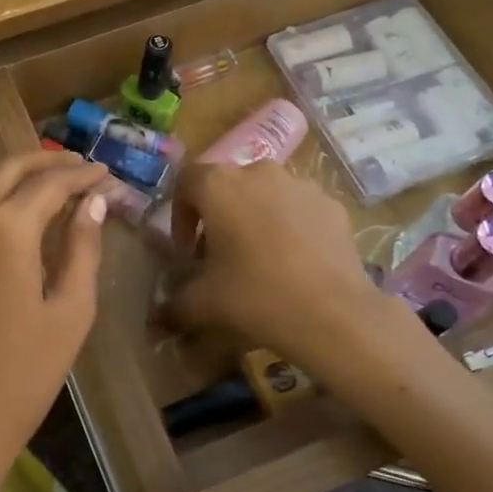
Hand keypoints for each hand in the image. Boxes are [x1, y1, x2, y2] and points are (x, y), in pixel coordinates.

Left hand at [0, 151, 110, 491]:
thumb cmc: (23, 374)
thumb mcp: (71, 312)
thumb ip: (83, 248)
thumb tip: (93, 202)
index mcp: (10, 228)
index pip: (52, 183)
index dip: (83, 175)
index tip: (107, 175)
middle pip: (11, 168)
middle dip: (49, 162)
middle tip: (80, 168)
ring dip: (9, 169)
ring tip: (39, 177)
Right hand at [165, 160, 428, 389]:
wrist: (333, 315)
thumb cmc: (255, 296)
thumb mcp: (202, 304)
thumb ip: (173, 305)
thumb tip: (158, 319)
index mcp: (218, 185)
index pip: (186, 181)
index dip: (180, 214)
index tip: (187, 251)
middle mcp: (258, 172)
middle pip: (227, 186)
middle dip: (219, 217)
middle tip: (220, 256)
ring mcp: (300, 185)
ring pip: (266, 195)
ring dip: (255, 218)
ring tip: (260, 260)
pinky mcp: (332, 205)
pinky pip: (300, 209)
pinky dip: (291, 227)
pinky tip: (296, 264)